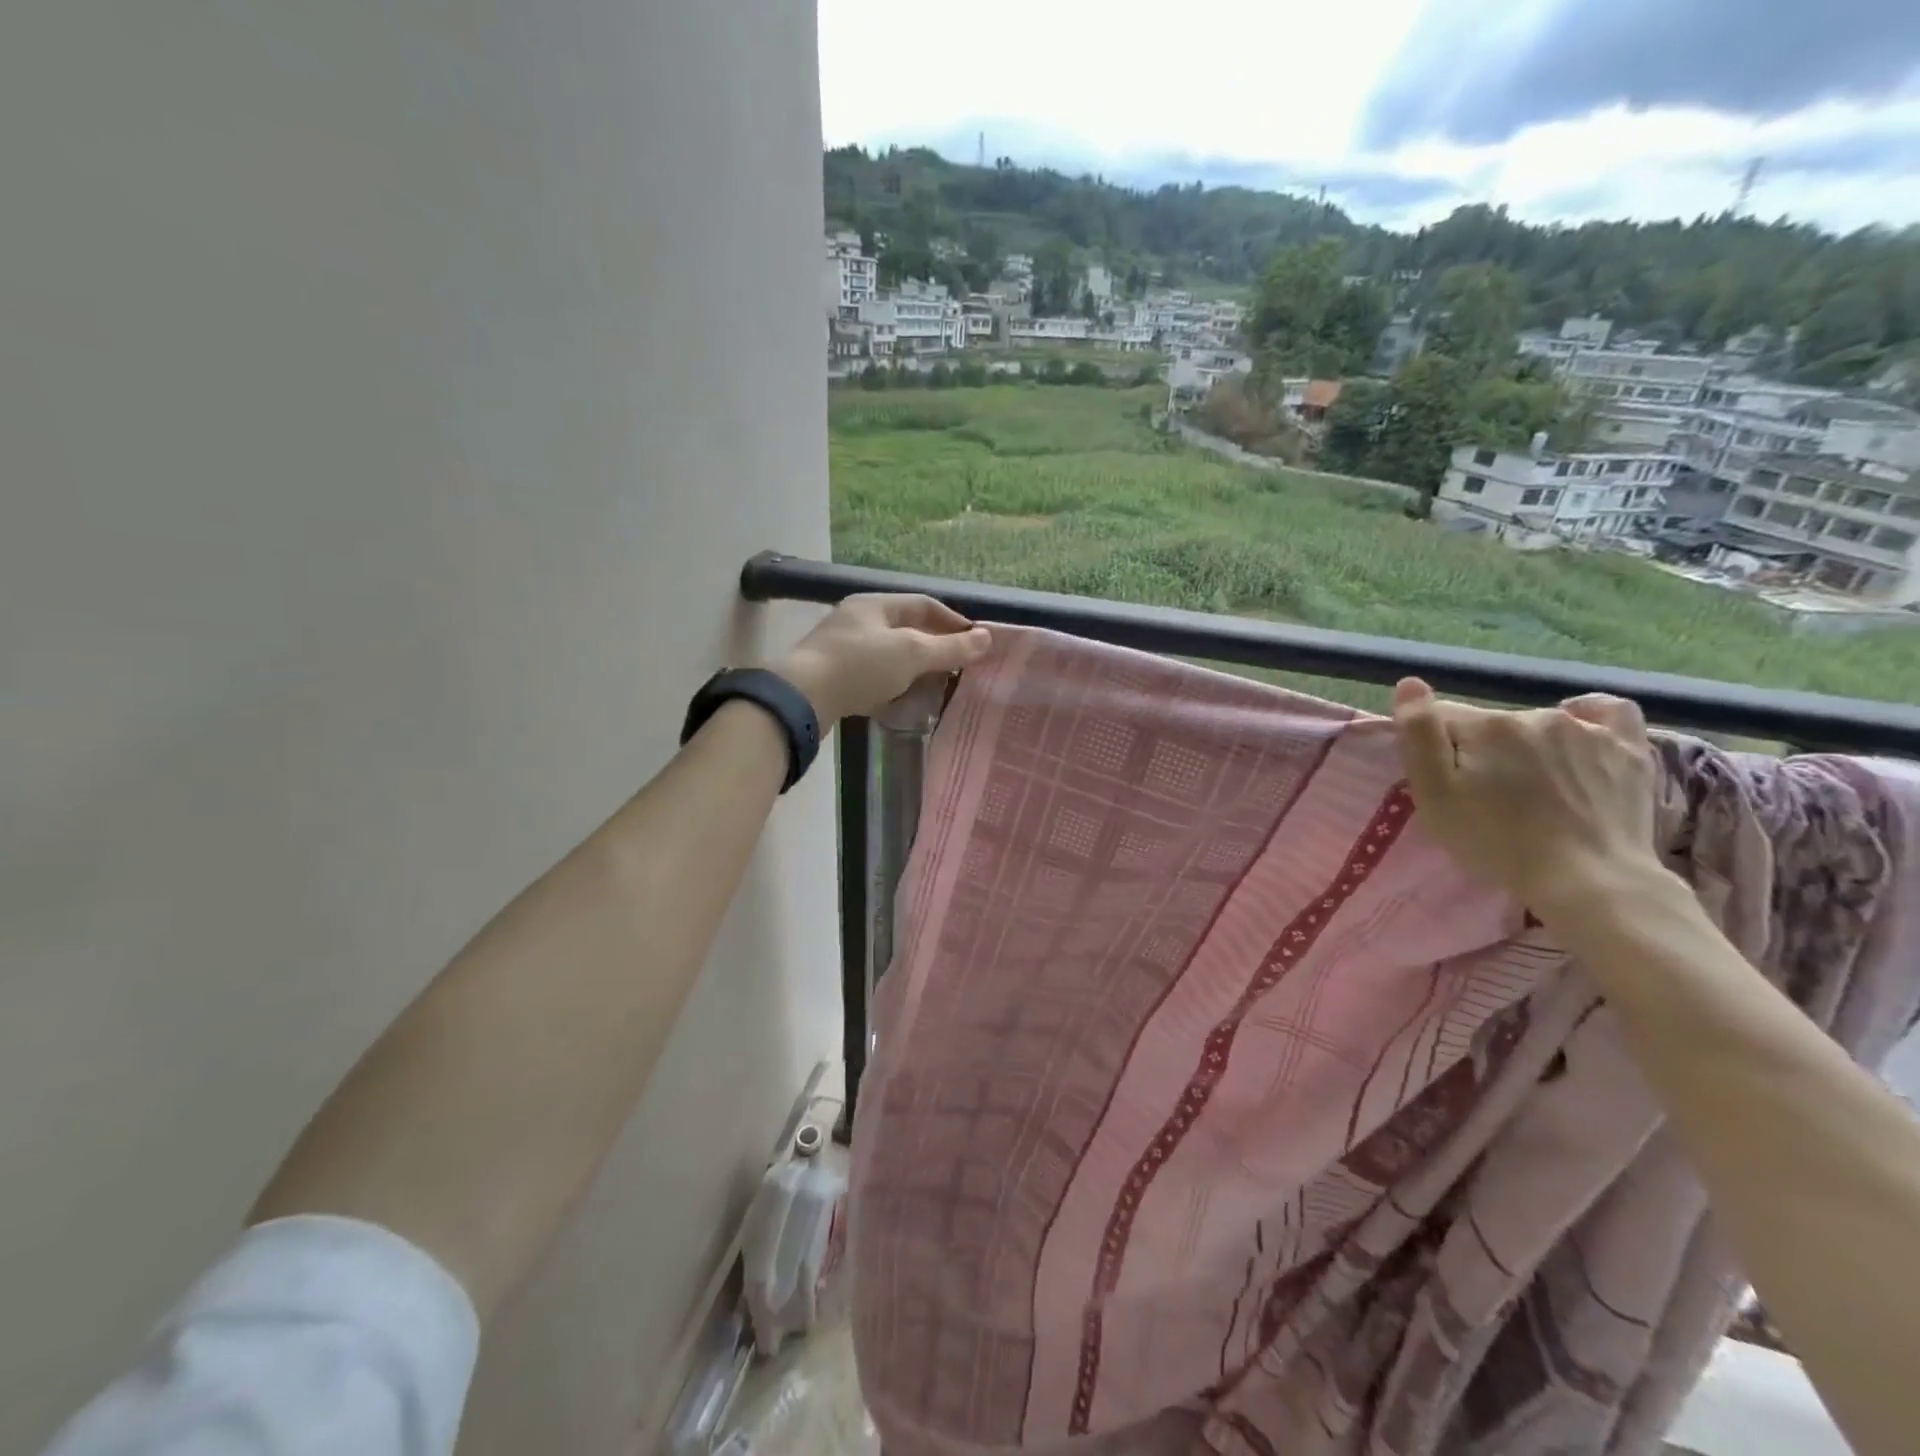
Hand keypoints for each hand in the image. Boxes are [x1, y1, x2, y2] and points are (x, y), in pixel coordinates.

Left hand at [775, 594, 991, 725]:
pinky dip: (892, 684)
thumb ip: (950, 647)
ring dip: (913, 668)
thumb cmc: (860, 666)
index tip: (975, 643)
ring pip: (889, 653)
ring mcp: (842, 647)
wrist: (801, 698)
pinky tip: (902, 700)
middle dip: (934, 646)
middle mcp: (857, 619)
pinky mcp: (833, 675)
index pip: (924, 604)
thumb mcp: (912, 654)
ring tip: (935, 686)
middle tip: (958, 667)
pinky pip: (872, 675)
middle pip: (906, 628)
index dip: (953, 621)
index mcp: (875, 604)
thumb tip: (988, 637)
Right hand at [1390, 678, 1665, 916]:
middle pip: (1489, 725)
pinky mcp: (1629, 750)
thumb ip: (1418, 735)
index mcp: (1486, 726)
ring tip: (1531, 789)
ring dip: (1526, 747)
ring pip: (1537, 726)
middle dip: (1480, 751)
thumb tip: (1411, 684)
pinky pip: (1608, 712)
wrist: (1589, 881)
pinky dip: (1588, 716)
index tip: (1441, 783)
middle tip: (1484, 796)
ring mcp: (1588, 730)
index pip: (1441, 718)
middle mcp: (1536, 715)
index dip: (1433, 748)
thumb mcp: (1434, 796)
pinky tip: (1579, 733)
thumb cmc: (1497, 842)